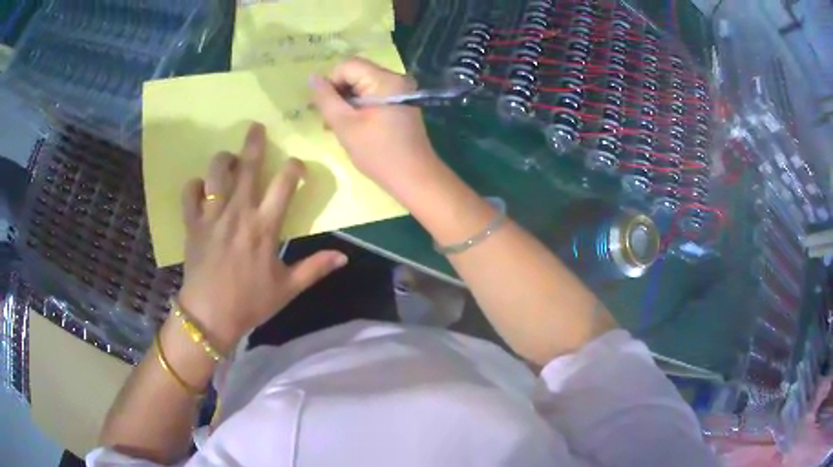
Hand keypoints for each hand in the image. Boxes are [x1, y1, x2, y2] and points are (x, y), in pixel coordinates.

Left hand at [176, 123, 347, 350]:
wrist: (210, 316)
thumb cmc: (250, 302)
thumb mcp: (287, 288)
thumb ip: (314, 268)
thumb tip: (344, 257)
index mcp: (264, 227)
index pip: (284, 184)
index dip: (294, 168)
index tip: (297, 165)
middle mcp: (238, 213)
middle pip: (248, 167)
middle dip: (254, 143)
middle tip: (256, 127)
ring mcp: (212, 216)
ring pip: (216, 173)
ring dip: (224, 160)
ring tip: (229, 158)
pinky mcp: (193, 224)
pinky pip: (190, 193)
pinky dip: (194, 185)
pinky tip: (200, 187)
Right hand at [310, 58, 440, 195]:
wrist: (414, 177)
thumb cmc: (378, 153)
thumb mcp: (344, 125)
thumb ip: (325, 99)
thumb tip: (312, 77)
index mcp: (385, 79)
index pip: (347, 65)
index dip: (330, 83)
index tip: (325, 109)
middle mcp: (396, 79)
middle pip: (355, 73)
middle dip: (338, 94)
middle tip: (329, 120)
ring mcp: (400, 91)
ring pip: (362, 86)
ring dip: (346, 103)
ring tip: (337, 127)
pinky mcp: (400, 103)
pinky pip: (373, 96)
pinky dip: (359, 108)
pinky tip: (352, 127)